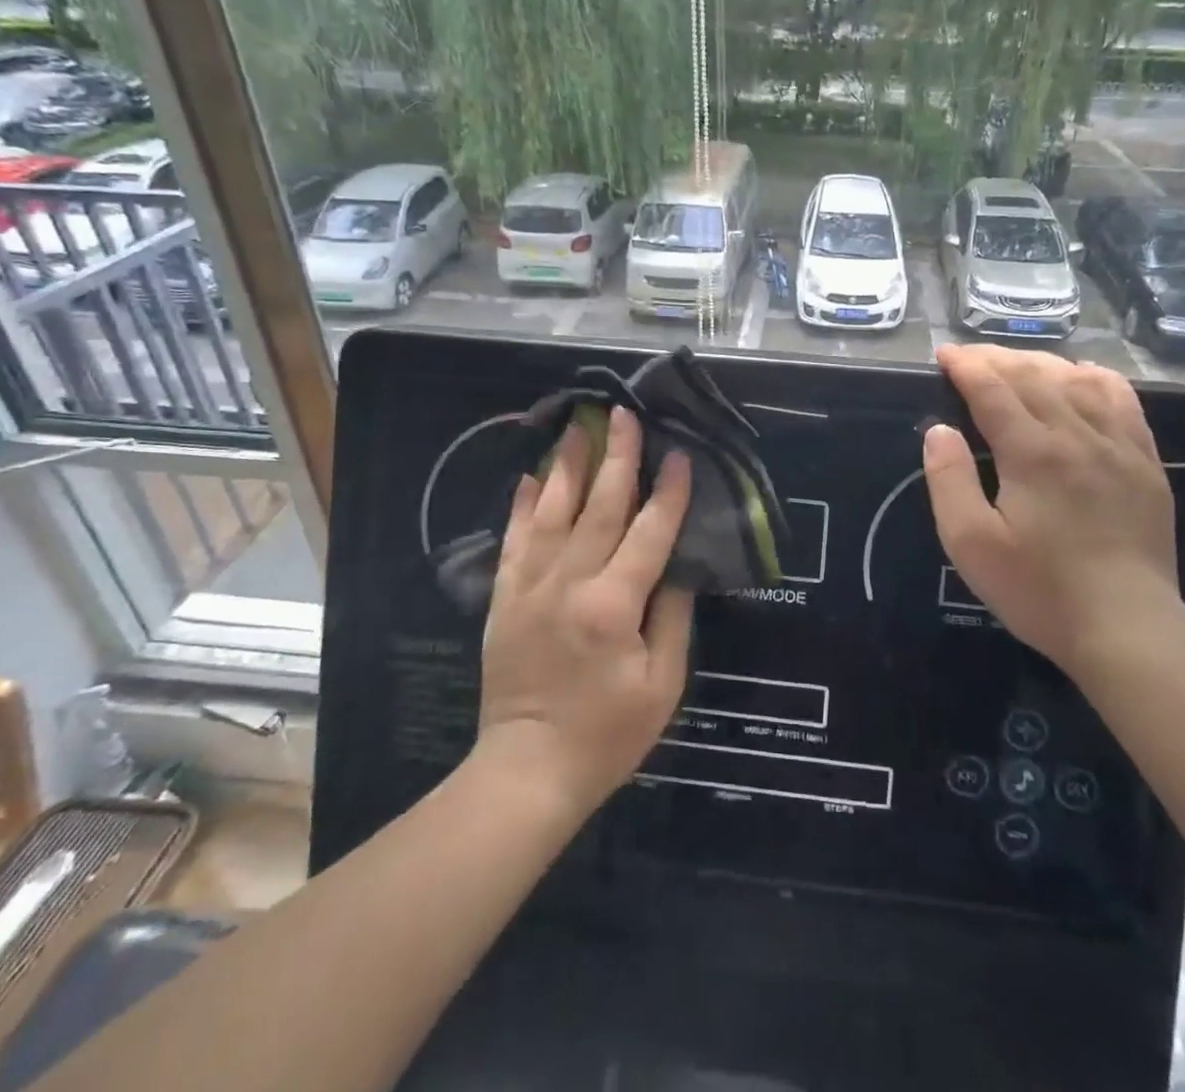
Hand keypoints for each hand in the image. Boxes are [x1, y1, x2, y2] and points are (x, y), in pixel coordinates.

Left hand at [476, 407, 693, 818]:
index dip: (669, 492)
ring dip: (566, 466)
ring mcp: (529, 587)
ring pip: (551, 511)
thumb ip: (672, 615)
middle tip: (624, 415)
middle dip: (616, 456)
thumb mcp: (663, 683)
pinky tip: (528, 477)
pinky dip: (521, 506)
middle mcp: (569, 584)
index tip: (680, 454)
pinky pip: (513, 540)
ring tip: (577, 426)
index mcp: (613, 605)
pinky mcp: (504, 598)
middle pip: (598, 507)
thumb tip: (679, 563)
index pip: (649, 532)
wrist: (528, 770)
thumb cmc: (608, 733)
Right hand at [922, 345, 1179, 668]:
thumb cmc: (1039, 589)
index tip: (943, 356)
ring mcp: (1118, 445)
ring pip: (1077, 380)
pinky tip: (1083, 374)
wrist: (1128, 627)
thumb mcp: (971, 544)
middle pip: (1033, 375)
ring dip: (1040, 363)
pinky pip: (1123, 400)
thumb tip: (939, 430)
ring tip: (1015, 364)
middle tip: (968, 357)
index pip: (992, 388)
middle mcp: (1077, 434)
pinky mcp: (1145, 462)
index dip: (965, 366)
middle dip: (995, 359)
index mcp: (1032, 452)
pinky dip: (1097, 378)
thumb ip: (949, 480)